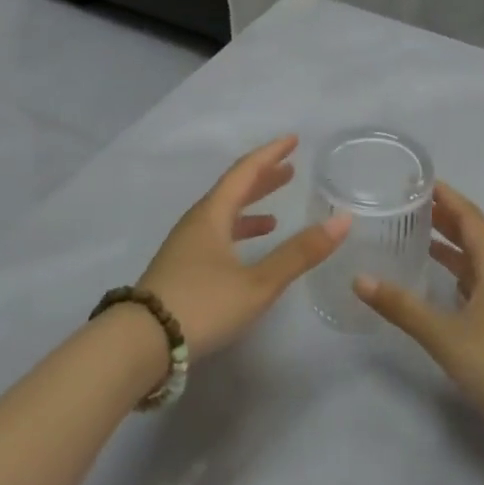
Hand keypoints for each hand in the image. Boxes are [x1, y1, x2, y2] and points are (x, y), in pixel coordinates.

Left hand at [137, 135, 350, 357]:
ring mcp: (184, 247)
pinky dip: (237, 234)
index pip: (245, 172)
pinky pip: (214, 237)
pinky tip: (247, 253)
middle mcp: (197, 223)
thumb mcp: (258, 283)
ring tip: (275, 214)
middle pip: (232, 190)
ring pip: (222, 215)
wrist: (140, 344)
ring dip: (249, 208)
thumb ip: (299, 253)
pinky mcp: (180, 269)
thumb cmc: (202, 305)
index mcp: (212, 215)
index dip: (270, 154)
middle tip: (290, 169)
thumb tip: (342, 220)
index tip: (293, 140)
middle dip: (262, 178)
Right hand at [354, 182, 483, 444]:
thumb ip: (402, 307)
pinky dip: (455, 271)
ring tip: (415, 234)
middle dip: (444, 215)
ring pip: (475, 258)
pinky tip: (437, 280)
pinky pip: (477, 281)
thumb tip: (360, 279)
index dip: (446, 196)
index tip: (417, 180)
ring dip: (449, 243)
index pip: (469, 216)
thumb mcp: (445, 335)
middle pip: (473, 233)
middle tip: (407, 204)